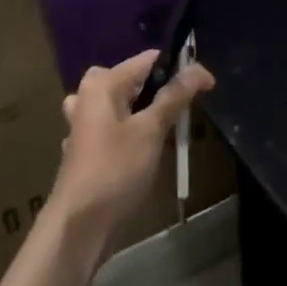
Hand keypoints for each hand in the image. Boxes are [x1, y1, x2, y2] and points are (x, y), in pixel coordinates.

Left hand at [53, 48, 214, 246]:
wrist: (80, 224)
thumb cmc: (115, 170)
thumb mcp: (150, 130)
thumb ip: (174, 97)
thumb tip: (199, 69)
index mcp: (101, 85)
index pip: (147, 60)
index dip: (179, 68)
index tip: (206, 86)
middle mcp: (87, 97)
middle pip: (132, 81)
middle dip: (160, 90)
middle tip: (185, 110)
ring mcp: (83, 125)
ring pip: (122, 105)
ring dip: (145, 112)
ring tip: (167, 129)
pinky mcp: (86, 149)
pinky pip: (114, 127)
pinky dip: (131, 132)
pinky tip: (143, 150)